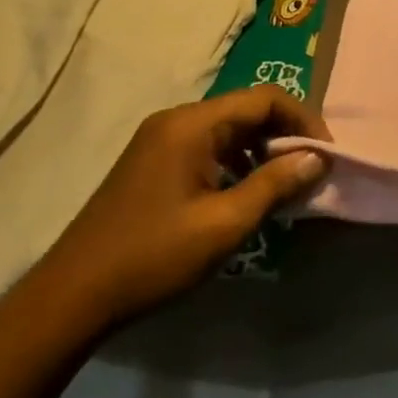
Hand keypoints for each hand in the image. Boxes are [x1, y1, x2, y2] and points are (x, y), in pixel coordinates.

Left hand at [31, 87, 330, 332]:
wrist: (71, 299)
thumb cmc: (153, 256)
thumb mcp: (225, 223)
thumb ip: (275, 184)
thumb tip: (318, 158)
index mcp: (192, 125)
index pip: (266, 99)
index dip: (304, 120)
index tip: (326, 154)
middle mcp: (177, 121)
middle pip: (248, 110)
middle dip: (286, 135)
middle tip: (310, 171)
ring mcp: (161, 140)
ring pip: (230, 129)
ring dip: (263, 150)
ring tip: (285, 185)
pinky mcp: (154, 162)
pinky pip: (210, 147)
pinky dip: (238, 162)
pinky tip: (246, 194)